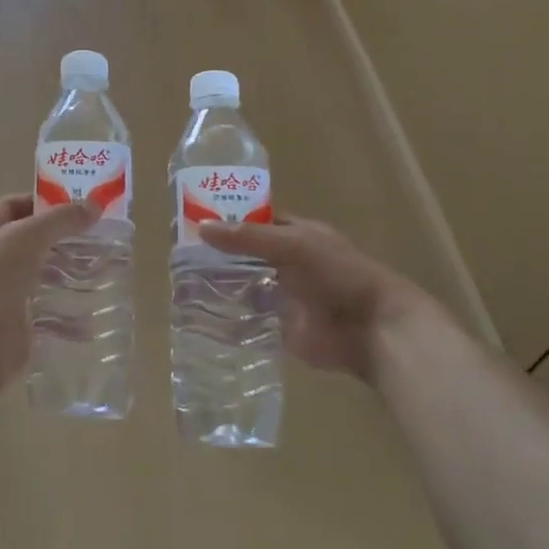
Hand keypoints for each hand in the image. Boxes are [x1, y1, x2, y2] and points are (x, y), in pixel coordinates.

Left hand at [0, 193, 97, 394]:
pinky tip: (95, 309)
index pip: (13, 206)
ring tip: (101, 268)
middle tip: (98, 235)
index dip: (42, 201)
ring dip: (69, 272)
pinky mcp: (19, 321)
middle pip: (31, 240)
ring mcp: (5, 291)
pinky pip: (49, 313)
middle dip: (62, 237)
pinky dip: (71, 313)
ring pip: (42, 275)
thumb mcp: (28, 236)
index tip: (76, 204)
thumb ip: (61, 219)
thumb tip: (95, 204)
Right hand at [201, 215, 458, 383]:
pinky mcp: (278, 327)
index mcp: (296, 234)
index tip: (193, 218)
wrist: (371, 330)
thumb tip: (201, 228)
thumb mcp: (294, 245)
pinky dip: (227, 316)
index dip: (228, 218)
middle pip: (245, 254)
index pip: (256, 220)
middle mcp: (287, 262)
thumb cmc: (339, 274)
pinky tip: (198, 313)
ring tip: (179, 281)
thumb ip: (249, 238)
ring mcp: (282, 295)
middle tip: (178, 252)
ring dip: (219, 284)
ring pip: (244, 285)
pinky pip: (248, 318)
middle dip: (218, 253)